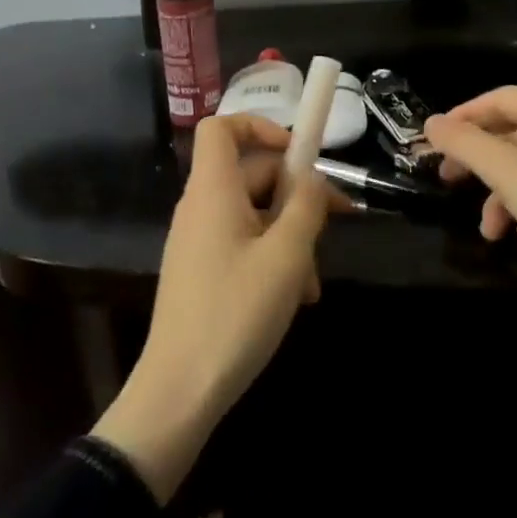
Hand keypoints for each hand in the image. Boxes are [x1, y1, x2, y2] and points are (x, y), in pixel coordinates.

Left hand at [92, 114, 338, 500]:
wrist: (180, 391)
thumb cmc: (235, 314)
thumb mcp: (286, 257)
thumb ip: (306, 207)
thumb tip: (312, 177)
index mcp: (213, 190)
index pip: (222, 127)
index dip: (260, 126)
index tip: (298, 154)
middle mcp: (201, 206)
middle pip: (251, 173)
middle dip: (296, 195)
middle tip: (337, 222)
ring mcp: (199, 240)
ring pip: (253, 214)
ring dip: (290, 236)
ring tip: (312, 283)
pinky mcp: (202, 270)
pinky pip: (242, 244)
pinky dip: (271, 258)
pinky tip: (294, 298)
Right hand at [428, 87, 516, 414]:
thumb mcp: (503, 170)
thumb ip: (463, 142)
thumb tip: (431, 123)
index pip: (498, 98)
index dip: (462, 115)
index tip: (434, 141)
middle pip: (509, 134)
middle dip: (477, 160)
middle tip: (448, 179)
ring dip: (499, 197)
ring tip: (489, 231)